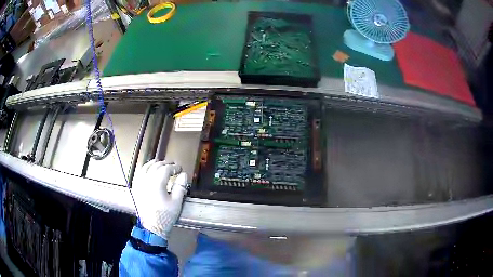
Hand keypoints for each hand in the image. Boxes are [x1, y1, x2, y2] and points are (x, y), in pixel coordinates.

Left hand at [132, 159, 188, 238]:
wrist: (152, 227)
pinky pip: (139, 173)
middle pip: (156, 166)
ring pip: (145, 167)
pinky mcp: (136, 188)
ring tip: (161, 164)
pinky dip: (144, 168)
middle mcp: (146, 180)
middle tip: (173, 166)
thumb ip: (180, 187)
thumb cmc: (165, 216)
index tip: (180, 169)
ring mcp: (139, 184)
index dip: (174, 167)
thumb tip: (183, 175)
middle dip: (165, 164)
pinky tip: (148, 169)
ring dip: (154, 164)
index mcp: (156, 183)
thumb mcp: (176, 203)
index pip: (166, 169)